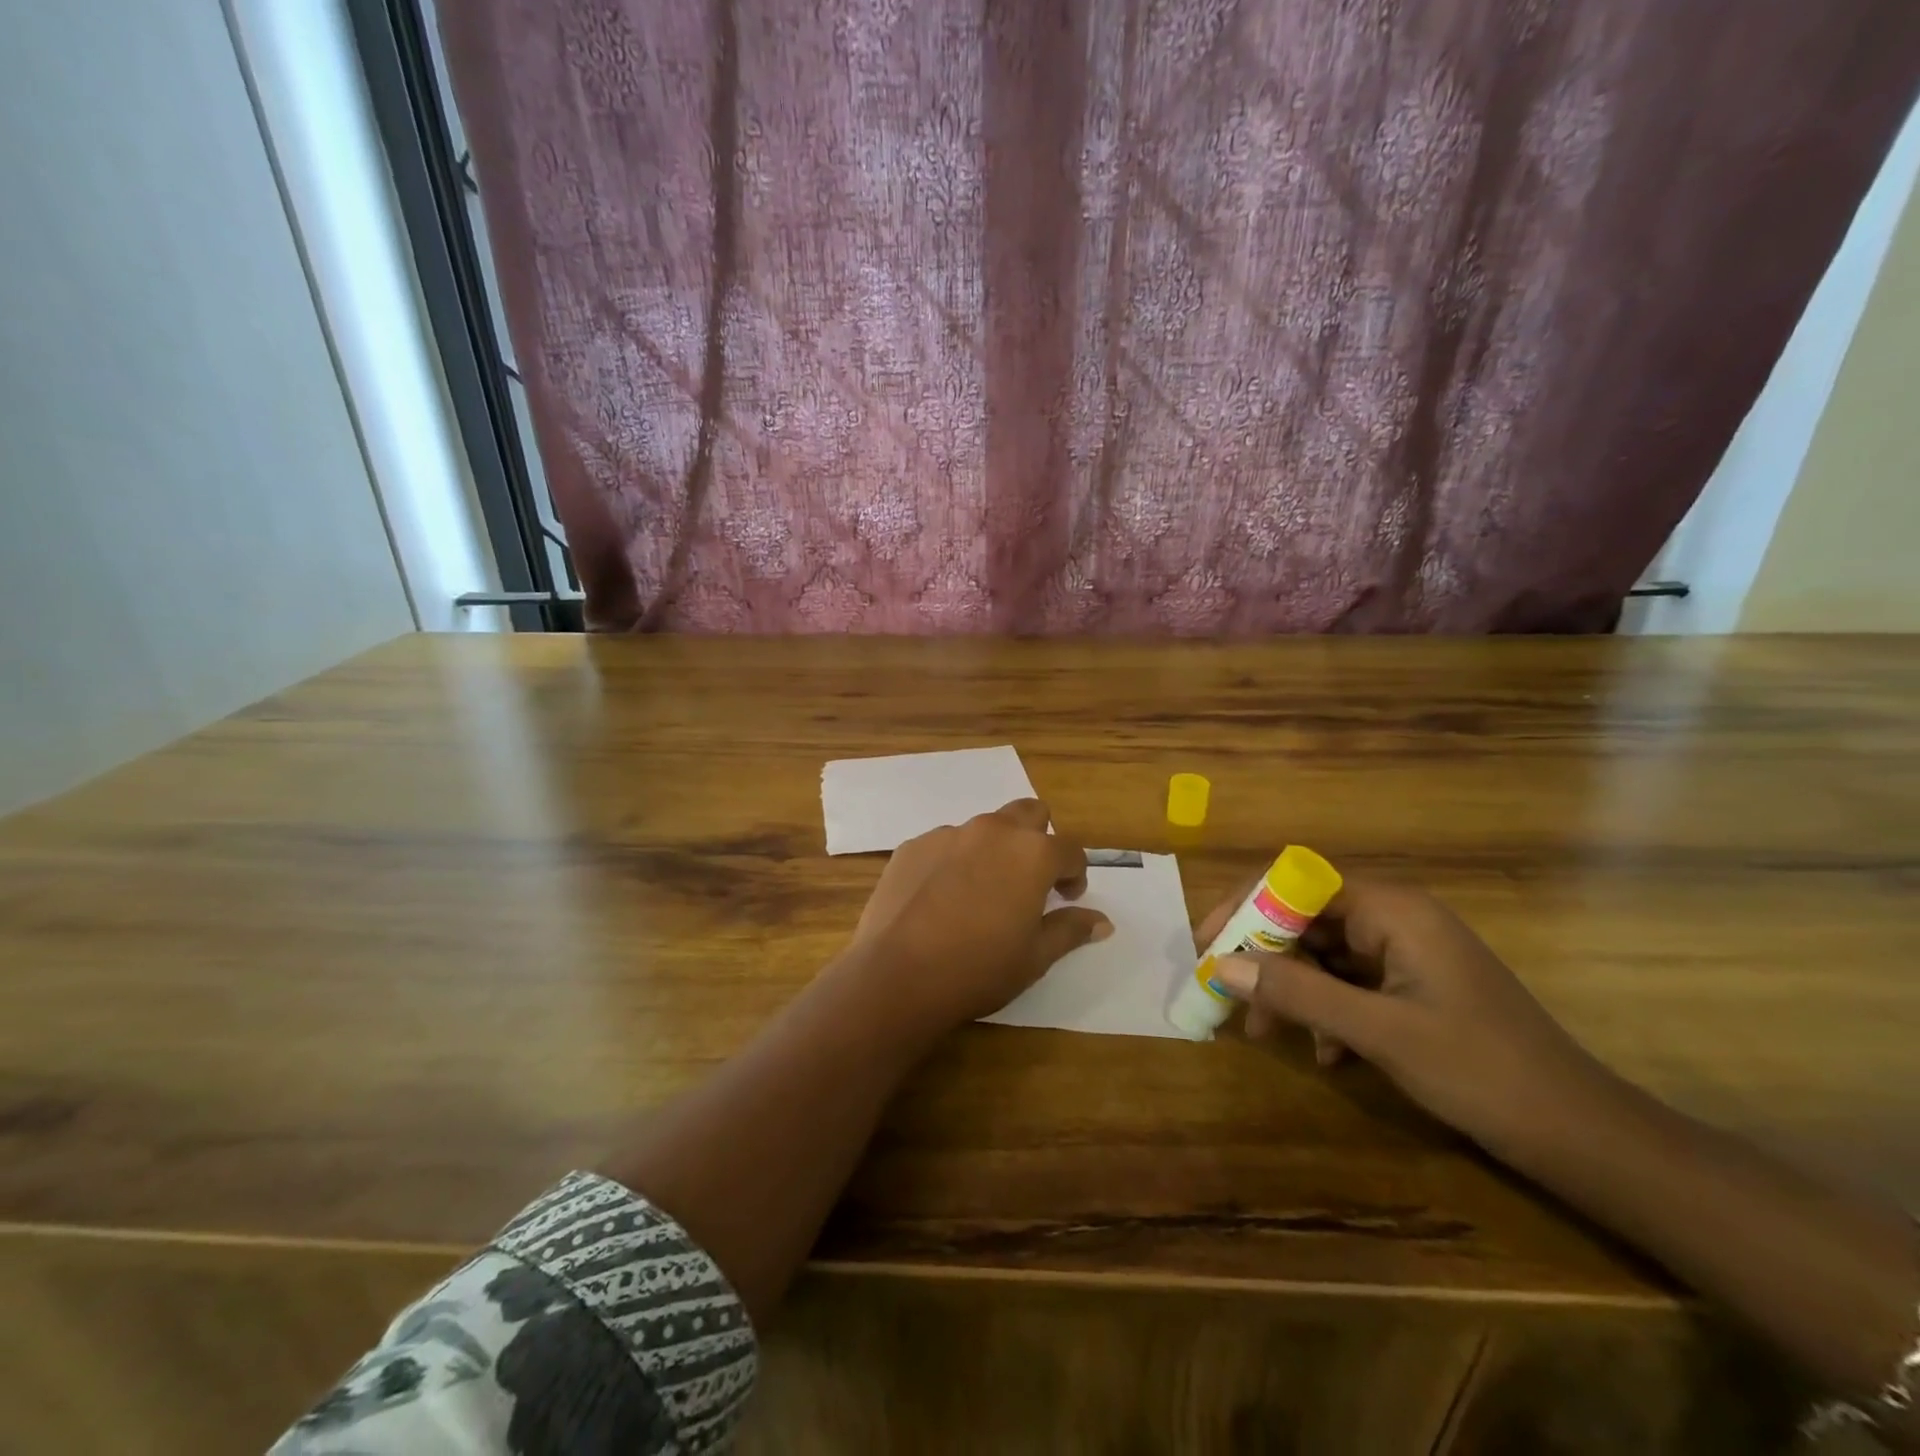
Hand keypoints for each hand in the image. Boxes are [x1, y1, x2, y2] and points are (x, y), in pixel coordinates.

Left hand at [840, 799, 1112, 1035]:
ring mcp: (948, 834)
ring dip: (993, 851)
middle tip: (1030, 880)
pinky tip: (940, 900)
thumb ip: (1070, 930)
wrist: (897, 974)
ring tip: (980, 894)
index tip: (1067, 896)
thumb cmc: (978, 969)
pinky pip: (945, 845)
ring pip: (984, 829)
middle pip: (1029, 813)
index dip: (1075, 873)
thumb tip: (1102, 922)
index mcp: (1032, 853)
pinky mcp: (912, 846)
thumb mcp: (1035, 957)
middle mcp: (992, 831)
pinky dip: (953, 862)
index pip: (1070, 848)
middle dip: (1038, 839)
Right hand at [1203, 875, 1600, 1154]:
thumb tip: (1220, 965)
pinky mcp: (1412, 985)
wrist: (1581, 1135)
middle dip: (1263, 957)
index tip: (1210, 945)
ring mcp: (1405, 952)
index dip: (1245, 906)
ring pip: (1321, 954)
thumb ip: (1297, 993)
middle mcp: (1395, 918)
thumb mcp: (1378, 1032)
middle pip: (1304, 918)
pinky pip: (1347, 982)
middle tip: (1230, 998)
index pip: (1295, 882)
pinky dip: (1325, 1009)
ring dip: (1290, 989)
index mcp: (1392, 909)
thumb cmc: (1481, 1070)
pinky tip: (1326, 1054)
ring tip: (1267, 1032)